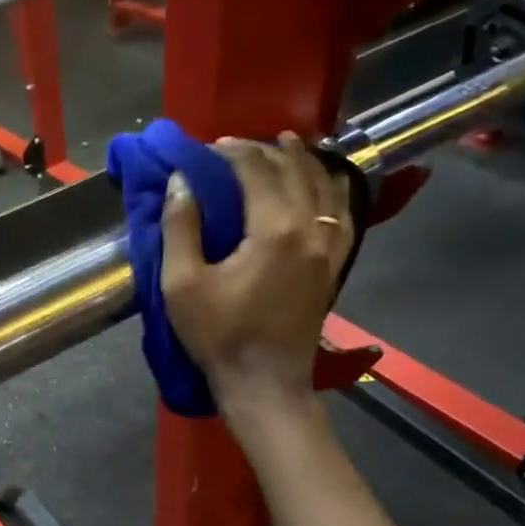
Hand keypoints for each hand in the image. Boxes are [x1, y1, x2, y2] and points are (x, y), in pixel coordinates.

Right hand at [160, 133, 354, 408]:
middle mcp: (311, 229)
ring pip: (325, 186)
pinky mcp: (335, 264)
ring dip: (303, 160)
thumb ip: (180, 227)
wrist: (264, 382)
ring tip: (286, 143)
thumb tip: (180, 181)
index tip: (208, 148)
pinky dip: (334, 188)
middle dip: (265, 150)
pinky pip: (344, 213)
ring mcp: (330, 247)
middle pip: (294, 171)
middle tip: (236, 146)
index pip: (257, 171)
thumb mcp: (182, 283)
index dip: (232, 153)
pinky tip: (328, 180)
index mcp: (274, 230)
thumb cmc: (219, 335)